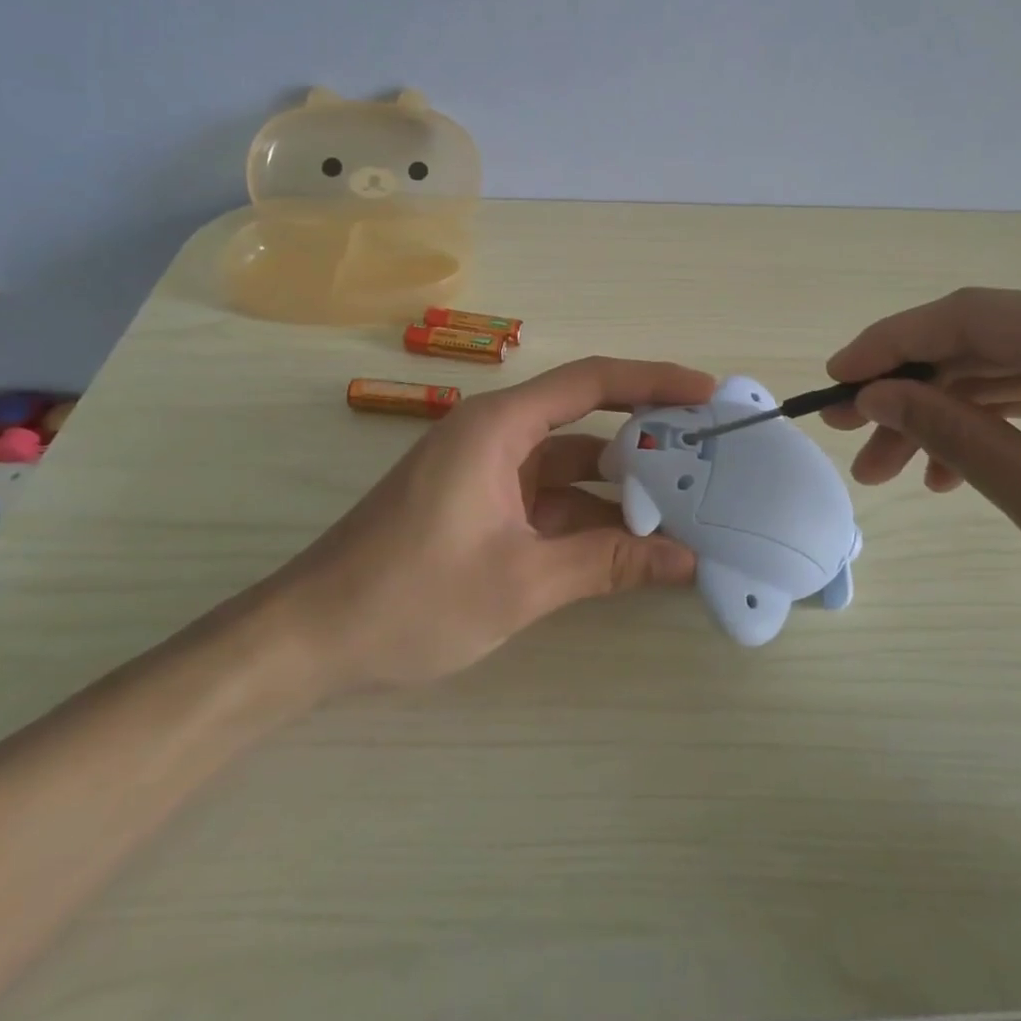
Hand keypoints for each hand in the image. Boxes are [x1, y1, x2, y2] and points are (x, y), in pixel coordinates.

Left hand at [259, 357, 715, 694]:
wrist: (310, 639)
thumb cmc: (410, 596)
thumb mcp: (520, 581)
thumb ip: (605, 563)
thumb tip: (685, 560)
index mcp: (499, 426)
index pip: (591, 381)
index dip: (654, 381)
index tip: (707, 393)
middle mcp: (495, 436)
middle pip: (585, 422)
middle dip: (647, 439)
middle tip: (710, 456)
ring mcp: (487, 473)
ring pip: (570, 467)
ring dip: (620, 489)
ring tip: (687, 506)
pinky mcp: (481, 507)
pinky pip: (548, 499)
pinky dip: (588, 517)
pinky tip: (632, 543)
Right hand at [823, 275, 1020, 666]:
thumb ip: (958, 438)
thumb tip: (877, 397)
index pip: (972, 319)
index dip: (889, 346)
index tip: (832, 381)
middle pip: (989, 342)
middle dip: (915, 394)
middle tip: (854, 441)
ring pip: (1014, 364)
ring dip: (953, 412)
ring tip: (896, 469)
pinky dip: (1004, 418)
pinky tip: (962, 464)